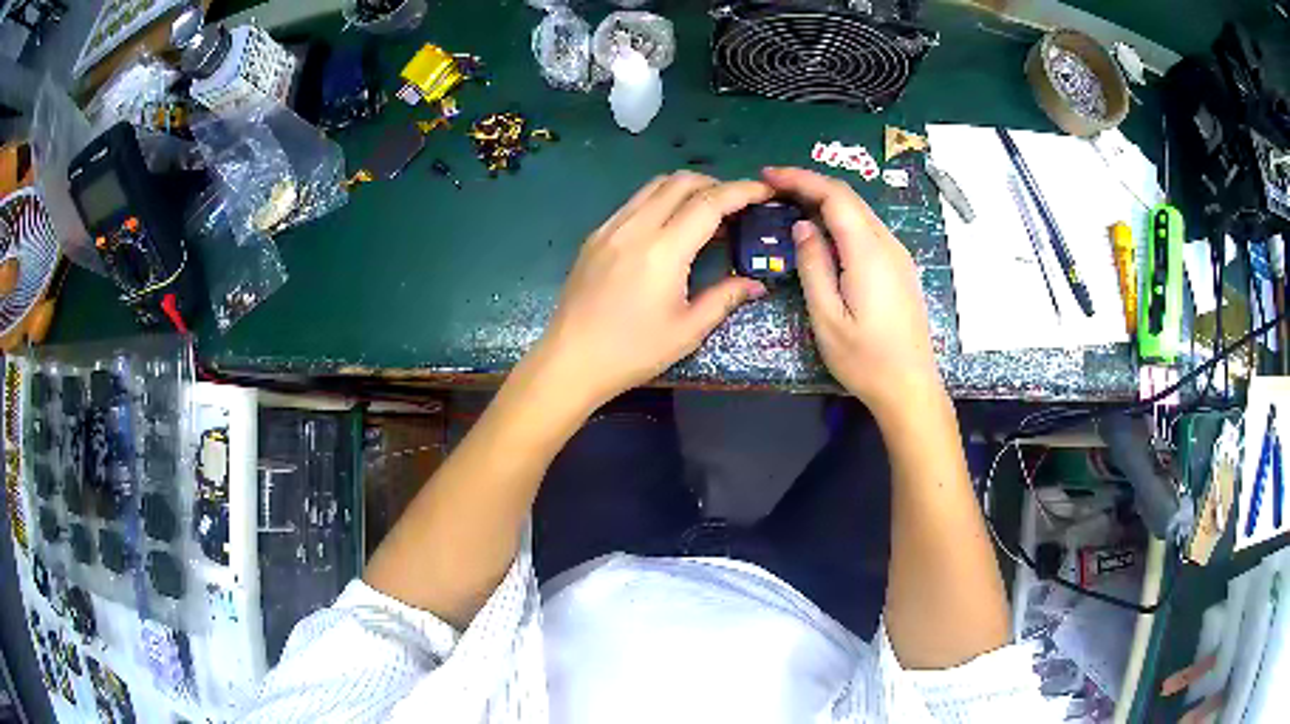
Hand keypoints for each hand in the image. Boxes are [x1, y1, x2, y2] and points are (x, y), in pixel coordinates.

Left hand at [533, 171, 772, 407]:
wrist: (570, 360)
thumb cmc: (632, 352)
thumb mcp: (686, 331)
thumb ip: (724, 298)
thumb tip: (756, 284)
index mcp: (663, 250)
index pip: (709, 203)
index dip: (742, 191)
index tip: (765, 191)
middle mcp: (636, 227)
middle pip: (682, 182)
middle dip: (716, 184)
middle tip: (737, 205)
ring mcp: (611, 227)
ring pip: (655, 185)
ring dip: (686, 188)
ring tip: (706, 211)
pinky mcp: (596, 235)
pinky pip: (634, 202)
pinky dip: (660, 200)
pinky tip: (669, 226)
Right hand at [762, 167, 939, 415]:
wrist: (911, 388)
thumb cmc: (865, 360)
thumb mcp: (828, 317)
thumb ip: (813, 266)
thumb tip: (803, 226)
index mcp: (868, 253)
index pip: (834, 196)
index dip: (800, 178)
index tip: (767, 175)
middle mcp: (888, 244)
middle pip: (849, 198)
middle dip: (810, 185)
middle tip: (774, 188)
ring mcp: (899, 256)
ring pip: (860, 212)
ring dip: (827, 201)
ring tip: (792, 205)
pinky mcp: (901, 268)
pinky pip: (869, 230)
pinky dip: (842, 220)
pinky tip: (824, 232)